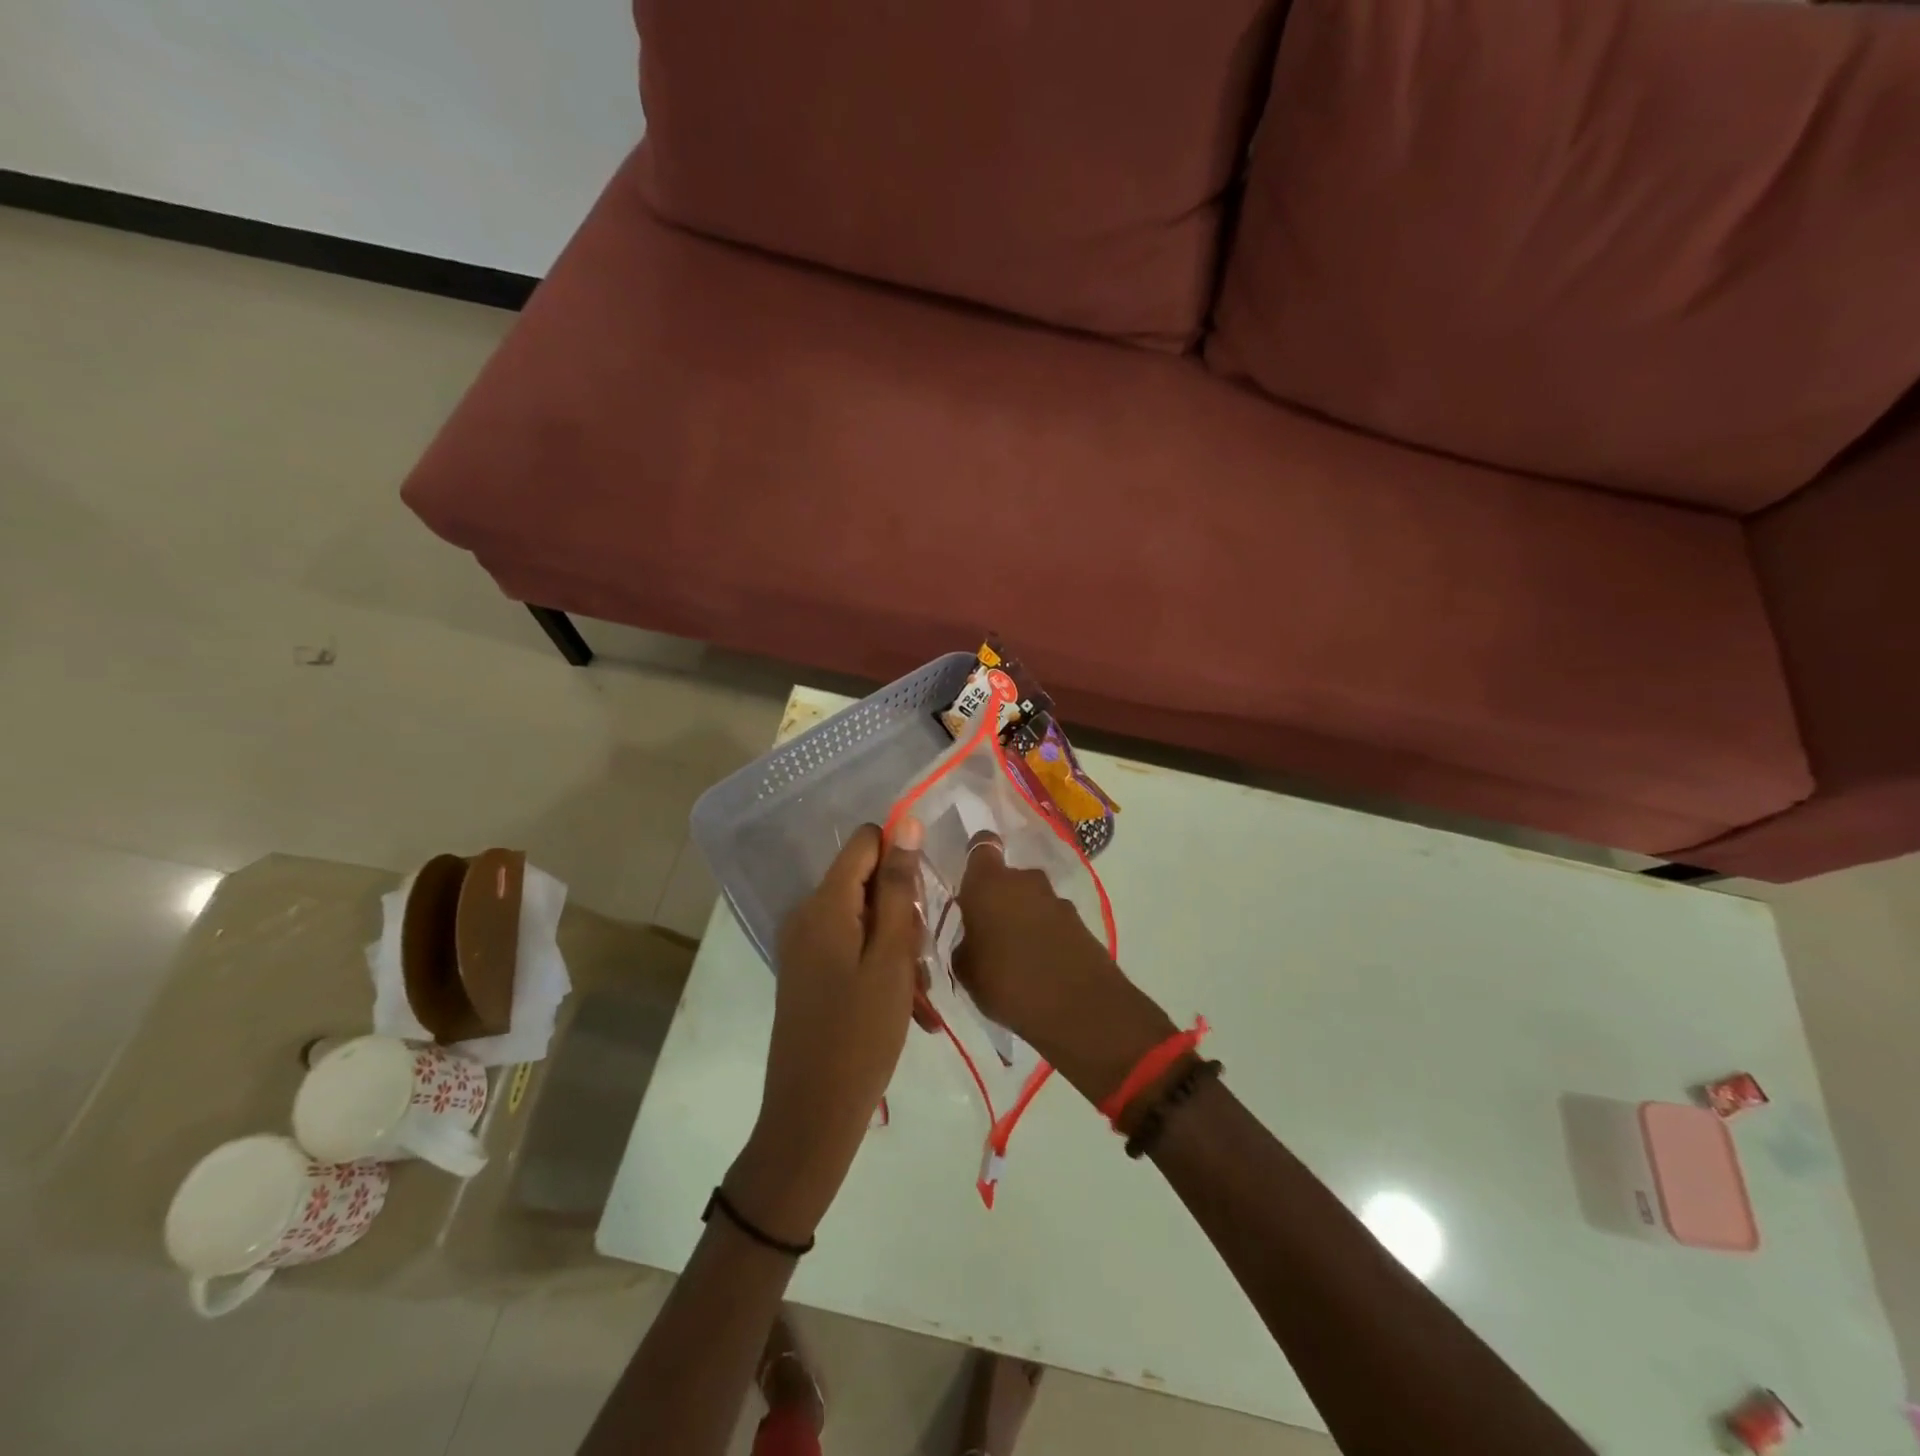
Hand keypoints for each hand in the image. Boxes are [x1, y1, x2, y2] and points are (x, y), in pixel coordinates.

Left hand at [727, 820, 923, 1242]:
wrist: (812, 1115)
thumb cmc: (861, 1034)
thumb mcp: (892, 958)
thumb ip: (899, 888)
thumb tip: (906, 824)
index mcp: (825, 904)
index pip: (866, 842)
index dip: (901, 859)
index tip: (923, 902)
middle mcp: (808, 915)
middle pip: (868, 882)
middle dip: (904, 912)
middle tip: (921, 960)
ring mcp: (805, 946)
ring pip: (866, 919)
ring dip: (898, 946)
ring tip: (917, 995)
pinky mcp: (809, 972)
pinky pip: (853, 947)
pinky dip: (880, 966)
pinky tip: (904, 1005)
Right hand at [954, 836, 1173, 1105]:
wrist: (1079, 1008)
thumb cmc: (1007, 984)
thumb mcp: (966, 970)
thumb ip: (965, 943)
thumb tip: (972, 937)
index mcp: (988, 884)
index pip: (982, 846)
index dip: (976, 856)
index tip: (970, 877)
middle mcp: (1024, 881)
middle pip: (1008, 878)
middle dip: (1000, 897)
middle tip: (989, 930)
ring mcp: (1056, 899)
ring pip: (1031, 900)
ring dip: (1023, 917)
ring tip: (1015, 954)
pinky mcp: (1080, 921)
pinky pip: (1052, 921)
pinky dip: (1045, 935)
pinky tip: (1040, 965)